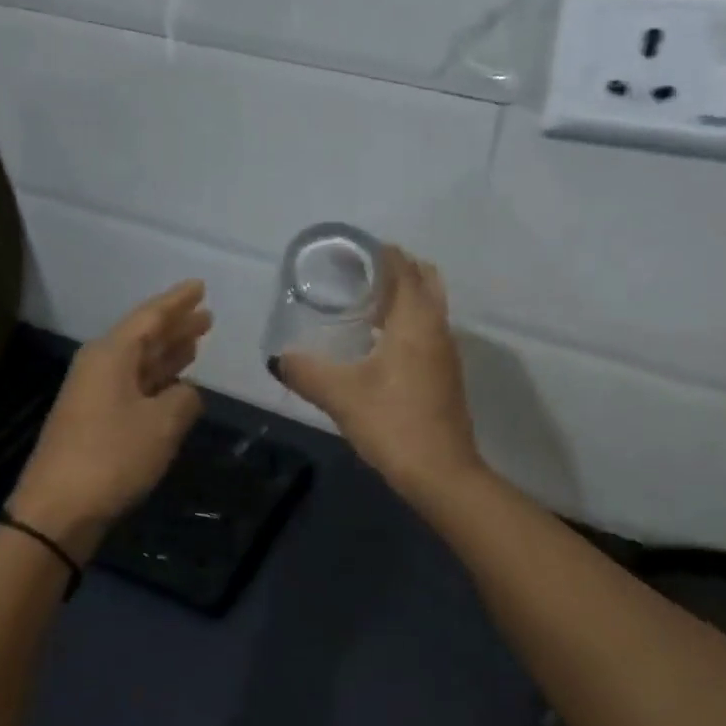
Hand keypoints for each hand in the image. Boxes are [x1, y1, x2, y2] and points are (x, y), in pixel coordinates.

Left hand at [9, 281, 210, 556]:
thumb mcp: (162, 424)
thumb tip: (185, 394)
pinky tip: (175, 386)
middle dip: (175, 327)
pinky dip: (157, 382)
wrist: (59, 509)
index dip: (178, 302)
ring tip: (196, 342)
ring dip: (168, 354)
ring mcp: (95, 395)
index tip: (200, 286)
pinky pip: (134, 388)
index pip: (150, 317)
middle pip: (143, 338)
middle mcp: (100, 367)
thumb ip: (184, 400)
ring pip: (139, 364)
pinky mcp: (95, 422)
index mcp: (111, 355)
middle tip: (206, 316)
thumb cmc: (113, 457)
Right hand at [276, 247, 483, 501]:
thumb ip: (307, 372)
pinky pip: (427, 332)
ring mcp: (446, 353)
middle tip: (357, 277)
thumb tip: (279, 359)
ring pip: (428, 308)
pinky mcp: (445, 376)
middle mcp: (437, 328)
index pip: (403, 267)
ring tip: (363, 306)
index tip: (350, 252)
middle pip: (423, 280)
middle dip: (395, 270)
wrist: (441, 473)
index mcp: (415, 321)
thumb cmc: (393, 423)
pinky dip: (407, 324)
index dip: (379, 253)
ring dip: (402, 298)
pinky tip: (378, 346)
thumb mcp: (341, 396)